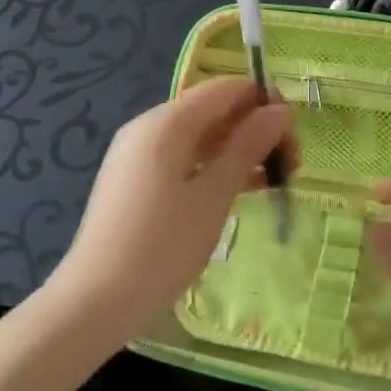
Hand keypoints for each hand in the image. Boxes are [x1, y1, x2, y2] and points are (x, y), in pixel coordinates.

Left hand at [48, 79, 291, 345]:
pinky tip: (242, 190)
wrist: (95, 302)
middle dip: (254, 128)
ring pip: (200, 137)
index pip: (225, 89)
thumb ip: (248, 147)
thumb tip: (280, 111)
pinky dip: (214, 167)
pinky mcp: (136, 181)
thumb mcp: (214, 195)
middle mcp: (149, 128)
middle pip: (212, 111)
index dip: (263, 101)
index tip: (295, 132)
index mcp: (167, 122)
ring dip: (238, 151)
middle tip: (291, 163)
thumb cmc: (162, 246)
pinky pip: (184, 159)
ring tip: (275, 179)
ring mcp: (138, 154)